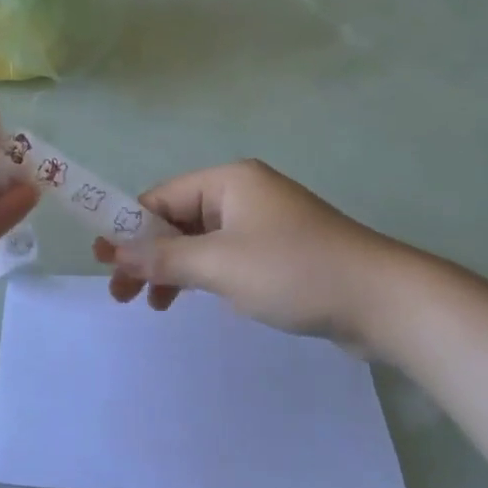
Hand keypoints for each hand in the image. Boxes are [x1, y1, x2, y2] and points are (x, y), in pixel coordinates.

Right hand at [91, 160, 422, 355]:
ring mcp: (265, 222)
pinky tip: (203, 300)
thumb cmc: (294, 271)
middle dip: (150, 254)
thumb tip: (114, 251)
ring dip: (177, 270)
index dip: (129, 227)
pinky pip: (229, 256)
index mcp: (228, 180)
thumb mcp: (221, 265)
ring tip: (157, 306)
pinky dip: (208, 276)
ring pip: (203, 241)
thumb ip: (164, 258)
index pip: (162, 198)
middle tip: (123, 295)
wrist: (384, 301)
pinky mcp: (282, 251)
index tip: (104, 262)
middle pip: (180, 219)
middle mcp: (244, 193)